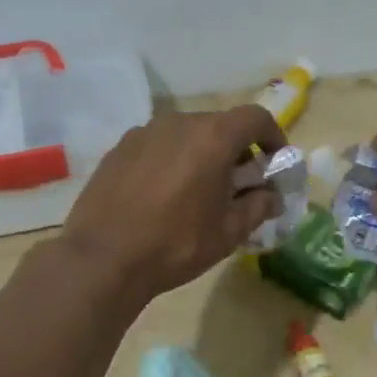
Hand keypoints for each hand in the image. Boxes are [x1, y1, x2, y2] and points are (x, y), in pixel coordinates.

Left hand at [61, 106, 287, 299]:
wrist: (102, 259)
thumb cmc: (176, 244)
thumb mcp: (228, 232)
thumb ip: (258, 206)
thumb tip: (271, 196)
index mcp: (212, 137)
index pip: (255, 117)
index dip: (273, 136)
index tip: (275, 161)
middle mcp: (179, 122)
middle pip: (220, 125)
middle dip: (237, 150)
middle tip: (240, 183)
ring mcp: (144, 132)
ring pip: (186, 134)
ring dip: (202, 154)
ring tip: (199, 190)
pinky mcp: (119, 148)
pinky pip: (158, 146)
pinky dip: (172, 160)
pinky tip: (164, 194)